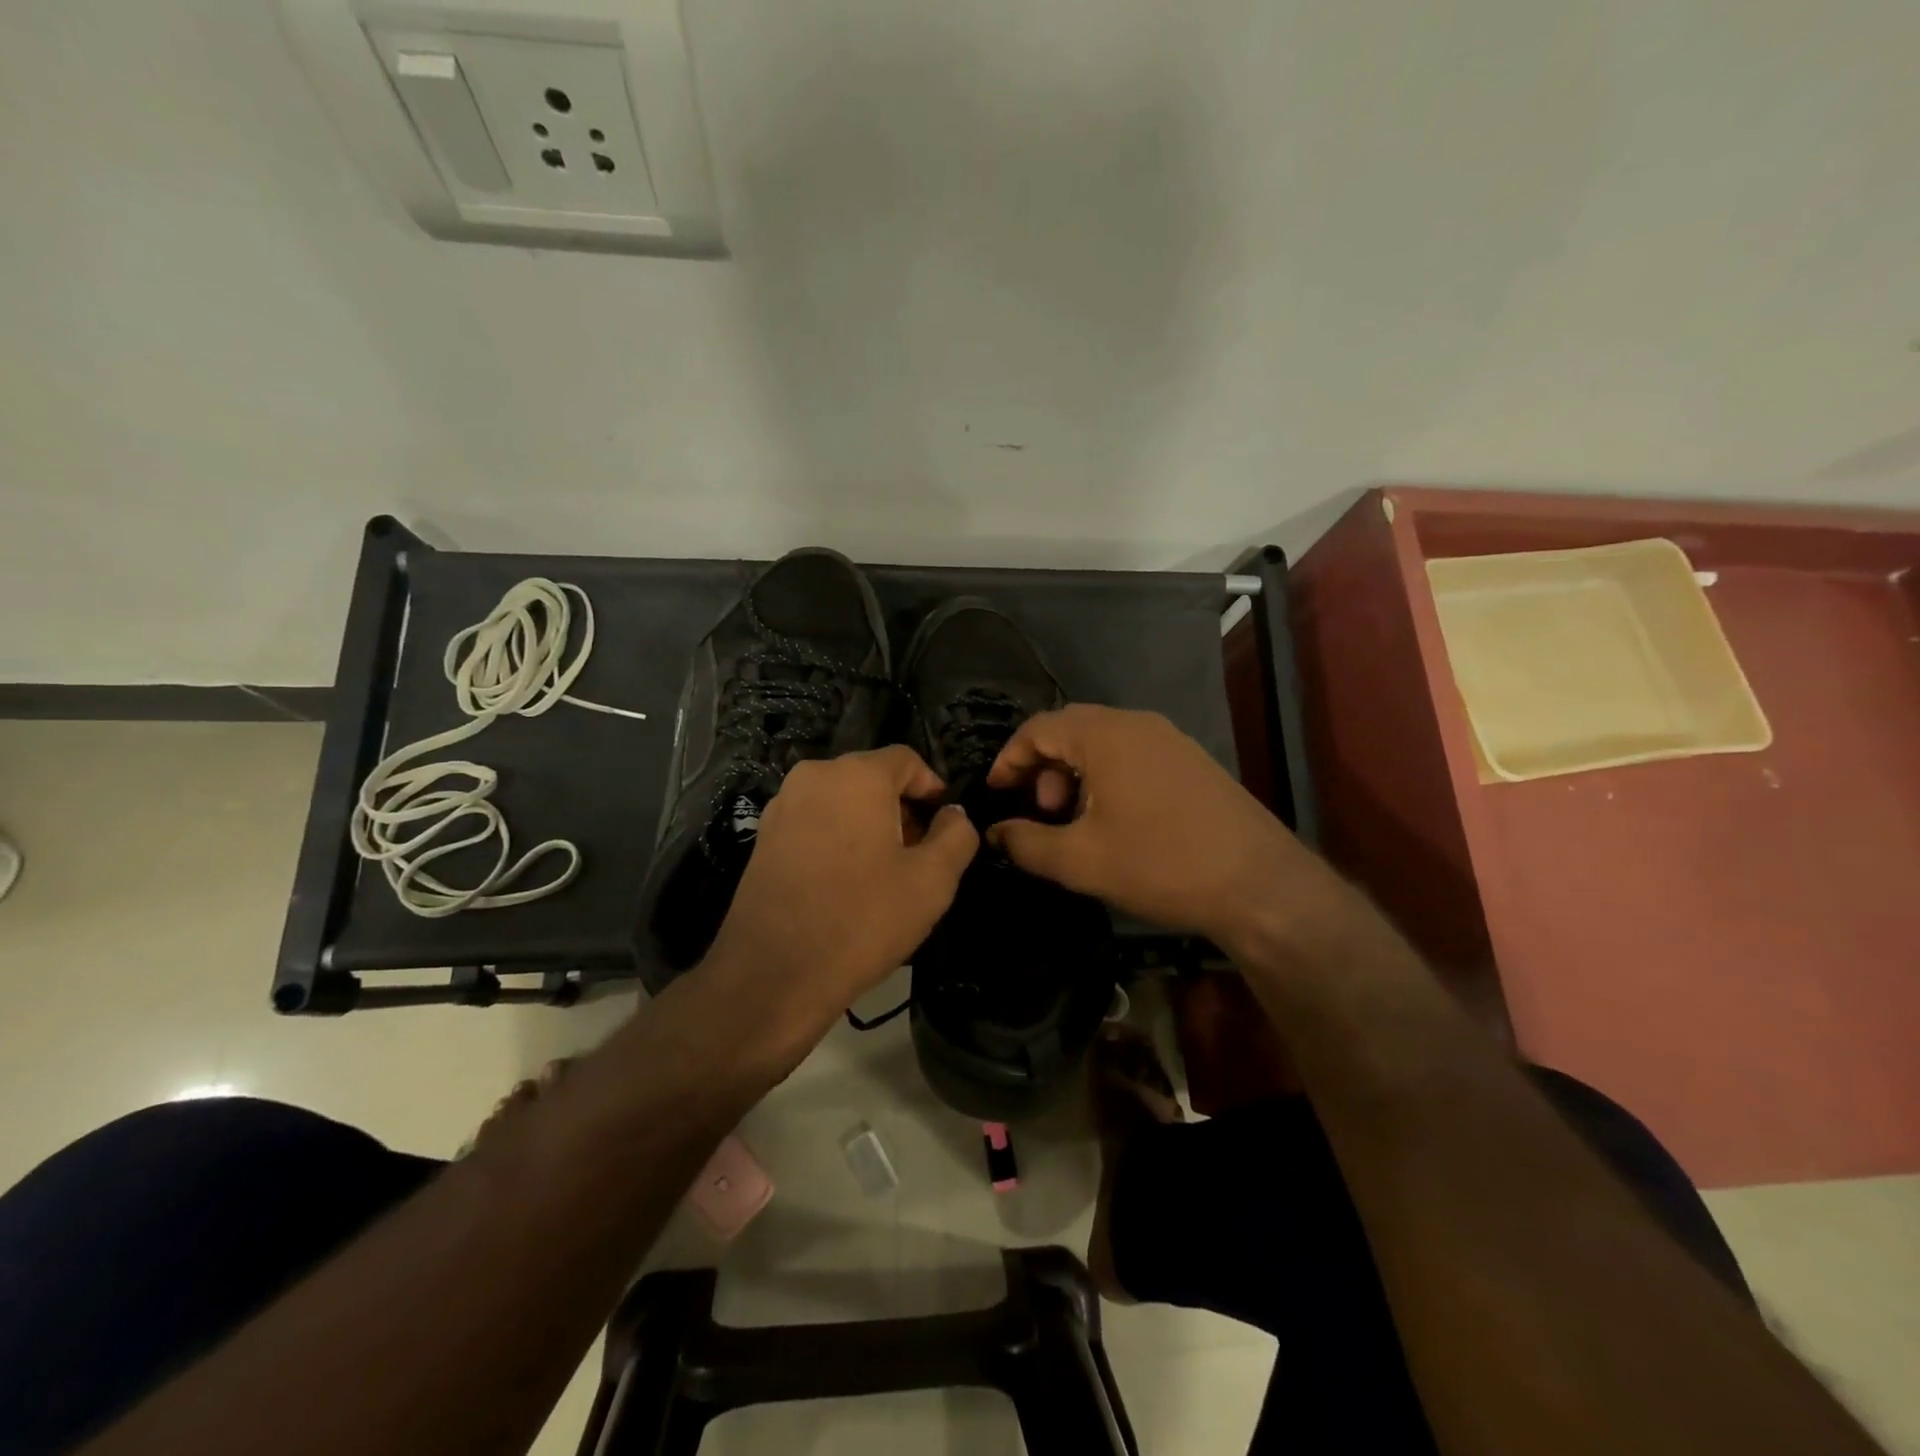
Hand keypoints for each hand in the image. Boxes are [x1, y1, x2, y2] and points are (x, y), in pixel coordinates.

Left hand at [702, 745, 977, 1033]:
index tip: (945, 826)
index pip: (907, 760)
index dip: (933, 789)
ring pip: (841, 800)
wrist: (774, 974)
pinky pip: (814, 822)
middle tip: (919, 854)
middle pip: (872, 778)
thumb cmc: (862, 919)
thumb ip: (956, 836)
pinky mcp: (763, 837)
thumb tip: (954, 815)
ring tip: (884, 873)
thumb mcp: (932, 881)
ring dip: (869, 824)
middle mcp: (813, 776)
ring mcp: (782, 805)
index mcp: (856, 775)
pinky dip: (838, 837)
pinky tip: (846, 882)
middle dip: (901, 809)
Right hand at [986, 705, 1338, 951]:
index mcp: (1106, 735)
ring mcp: (1170, 741)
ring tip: (1074, 820)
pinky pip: (1132, 755)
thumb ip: (1027, 842)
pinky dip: (1106, 777)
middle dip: (1043, 766)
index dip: (1010, 758)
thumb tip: (996, 832)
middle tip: (1040, 811)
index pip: (1039, 727)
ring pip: (1103, 742)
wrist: (1259, 885)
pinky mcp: (1191, 762)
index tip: (996, 792)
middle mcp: (1138, 724)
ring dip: (1075, 773)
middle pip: (1071, 729)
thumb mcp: (1080, 860)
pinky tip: (1113, 821)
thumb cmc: (1161, 864)